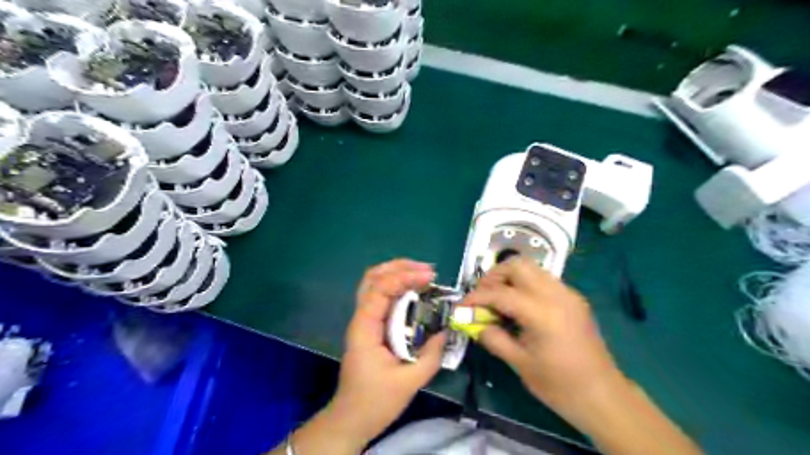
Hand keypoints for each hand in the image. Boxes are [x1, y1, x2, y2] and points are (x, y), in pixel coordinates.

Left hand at [327, 261, 445, 446]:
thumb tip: (445, 331)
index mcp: (365, 327)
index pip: (380, 288)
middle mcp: (361, 318)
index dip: (404, 277)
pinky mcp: (370, 327)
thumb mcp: (409, 382)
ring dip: (398, 273)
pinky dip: (398, 288)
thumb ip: (431, 356)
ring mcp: (364, 321)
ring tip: (423, 274)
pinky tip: (415, 292)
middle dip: (399, 267)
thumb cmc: (375, 402)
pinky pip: (381, 298)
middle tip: (427, 269)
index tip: (430, 277)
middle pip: (373, 277)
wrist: (351, 419)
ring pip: (375, 284)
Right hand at [463, 258, 624, 424]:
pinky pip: (544, 280)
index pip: (500, 293)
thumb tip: (473, 322)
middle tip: (483, 296)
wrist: (602, 395)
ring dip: (510, 278)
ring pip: (532, 268)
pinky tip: (520, 306)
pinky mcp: (574, 298)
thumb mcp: (519, 363)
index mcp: (541, 312)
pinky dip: (526, 285)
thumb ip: (493, 337)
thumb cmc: (559, 384)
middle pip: (517, 265)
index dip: (476, 298)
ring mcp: (568, 293)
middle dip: (494, 276)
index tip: (461, 306)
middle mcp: (556, 294)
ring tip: (499, 300)